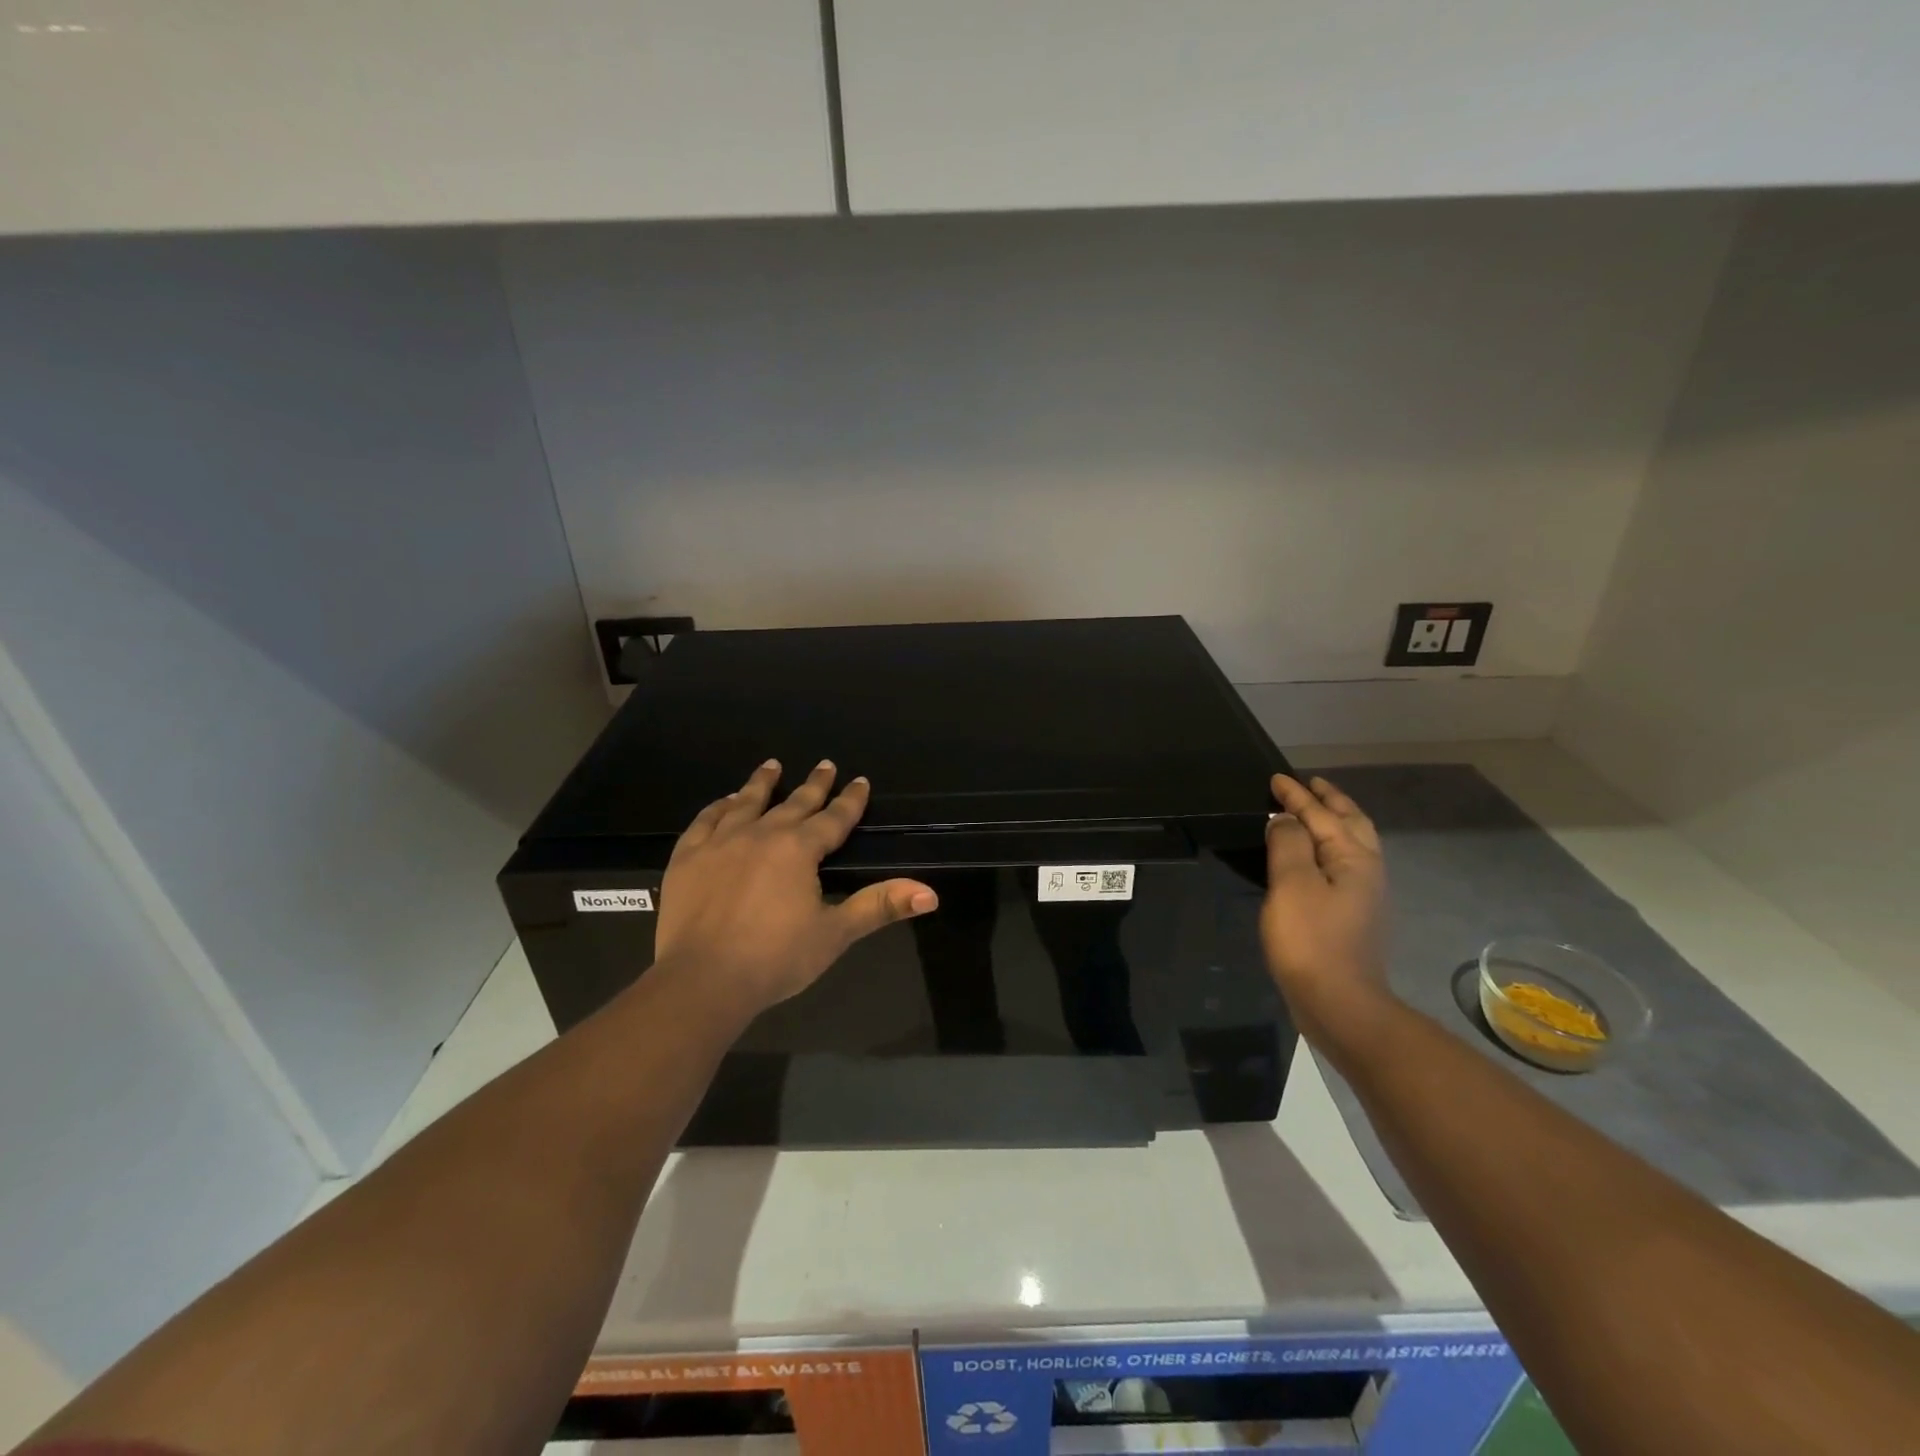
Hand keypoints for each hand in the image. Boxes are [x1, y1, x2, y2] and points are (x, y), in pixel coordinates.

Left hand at [652, 759, 937, 1019]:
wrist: (702, 980)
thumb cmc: (775, 958)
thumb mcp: (835, 933)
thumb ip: (880, 906)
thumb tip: (931, 893)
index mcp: (799, 849)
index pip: (834, 818)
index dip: (850, 800)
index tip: (860, 781)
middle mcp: (762, 834)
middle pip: (794, 803)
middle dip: (814, 785)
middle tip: (826, 765)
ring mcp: (720, 842)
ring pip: (747, 803)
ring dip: (762, 783)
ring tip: (772, 765)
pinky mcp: (688, 857)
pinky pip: (705, 821)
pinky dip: (718, 807)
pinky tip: (726, 802)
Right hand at [1260, 774, 1390, 1039]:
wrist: (1340, 1004)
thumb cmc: (1311, 940)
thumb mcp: (1292, 885)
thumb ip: (1288, 844)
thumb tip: (1284, 818)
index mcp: (1353, 858)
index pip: (1322, 814)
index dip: (1297, 795)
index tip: (1276, 778)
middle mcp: (1367, 870)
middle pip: (1351, 824)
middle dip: (1330, 801)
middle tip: (1311, 785)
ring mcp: (1365, 895)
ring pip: (1353, 844)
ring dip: (1335, 822)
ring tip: (1315, 813)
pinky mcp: (1354, 916)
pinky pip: (1344, 864)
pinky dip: (1331, 847)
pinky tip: (1317, 857)